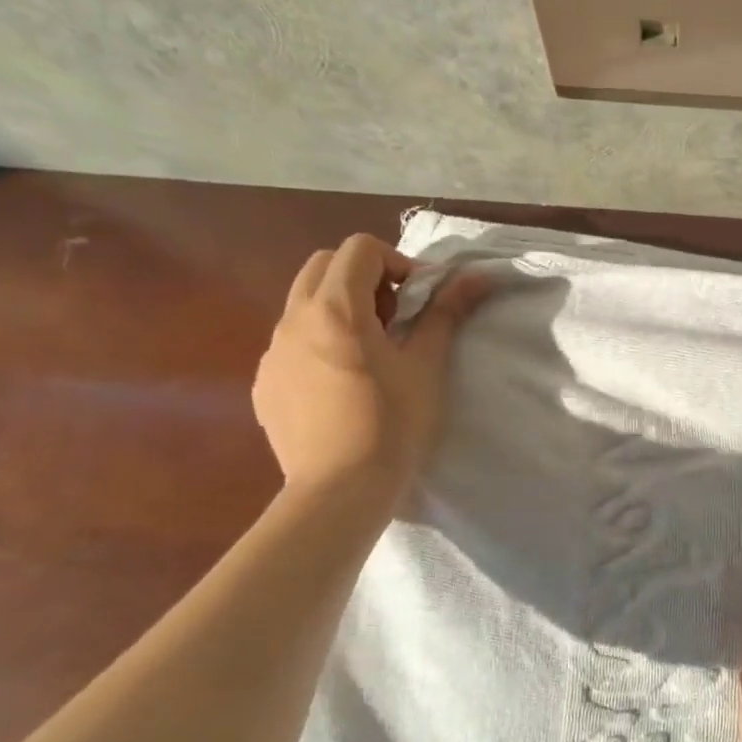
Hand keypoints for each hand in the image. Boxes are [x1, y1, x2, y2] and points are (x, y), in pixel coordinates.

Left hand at [253, 234, 489, 493]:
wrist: (340, 491)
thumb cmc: (392, 424)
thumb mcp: (427, 366)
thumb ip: (447, 313)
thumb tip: (476, 276)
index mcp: (335, 309)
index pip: (360, 249)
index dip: (397, 263)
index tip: (419, 300)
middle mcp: (294, 320)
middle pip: (324, 265)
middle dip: (364, 278)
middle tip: (394, 318)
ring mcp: (273, 353)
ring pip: (304, 304)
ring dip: (340, 309)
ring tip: (370, 353)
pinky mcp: (265, 384)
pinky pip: (291, 342)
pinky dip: (319, 342)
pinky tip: (342, 385)